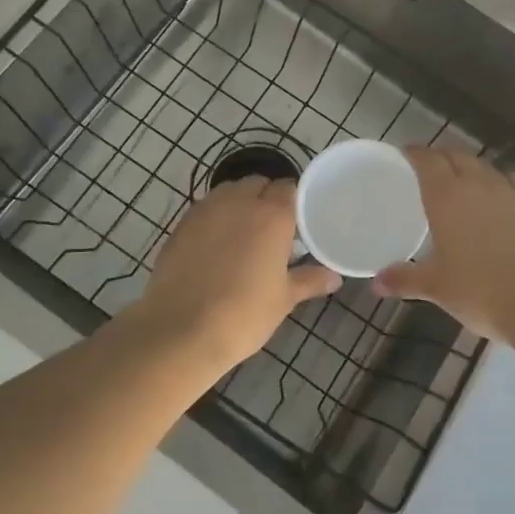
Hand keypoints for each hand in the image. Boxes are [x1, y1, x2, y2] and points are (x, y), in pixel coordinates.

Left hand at [135, 177, 340, 371]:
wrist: (181, 330)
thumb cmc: (243, 314)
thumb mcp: (283, 299)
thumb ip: (309, 280)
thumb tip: (333, 278)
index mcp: (272, 214)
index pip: (289, 188)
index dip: (295, 202)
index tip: (299, 224)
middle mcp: (239, 201)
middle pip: (258, 184)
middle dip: (267, 198)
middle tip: (273, 230)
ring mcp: (206, 209)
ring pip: (230, 191)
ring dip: (240, 203)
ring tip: (244, 235)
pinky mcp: (182, 223)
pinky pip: (206, 208)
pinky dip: (216, 217)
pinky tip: (216, 246)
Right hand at [375, 147, 514, 340]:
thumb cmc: (481, 292)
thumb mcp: (437, 288)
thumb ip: (404, 279)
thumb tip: (376, 283)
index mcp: (447, 197)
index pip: (427, 159)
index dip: (414, 152)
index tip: (404, 154)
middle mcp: (478, 184)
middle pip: (456, 155)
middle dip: (441, 156)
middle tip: (429, 168)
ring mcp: (511, 192)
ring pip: (486, 165)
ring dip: (471, 166)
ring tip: (464, 180)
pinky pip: (514, 180)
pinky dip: (501, 180)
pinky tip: (501, 195)